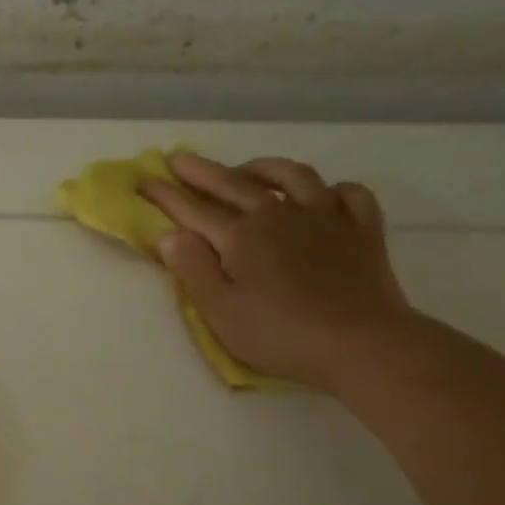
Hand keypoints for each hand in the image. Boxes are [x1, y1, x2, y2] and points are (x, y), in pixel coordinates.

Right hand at [140, 154, 414, 391]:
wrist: (361, 344)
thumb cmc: (281, 334)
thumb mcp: (221, 312)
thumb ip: (193, 270)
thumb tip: (170, 236)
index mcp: (241, 237)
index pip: (193, 210)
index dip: (165, 195)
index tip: (143, 180)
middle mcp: (279, 215)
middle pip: (234, 184)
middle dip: (202, 171)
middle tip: (179, 160)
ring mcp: (325, 218)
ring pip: (293, 177)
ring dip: (264, 168)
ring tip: (249, 170)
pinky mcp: (362, 231)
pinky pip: (350, 195)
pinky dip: (334, 190)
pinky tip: (324, 197)